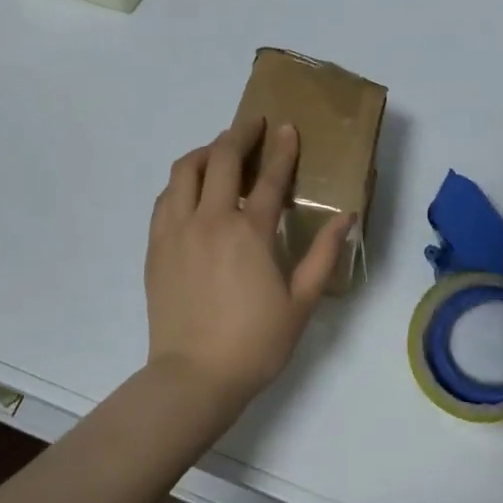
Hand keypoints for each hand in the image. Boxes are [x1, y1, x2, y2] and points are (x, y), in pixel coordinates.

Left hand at [145, 116, 354, 412]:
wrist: (194, 377)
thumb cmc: (256, 342)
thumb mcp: (301, 302)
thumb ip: (323, 254)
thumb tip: (347, 217)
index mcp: (250, 232)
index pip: (269, 178)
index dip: (281, 149)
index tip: (287, 127)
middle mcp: (210, 220)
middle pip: (221, 159)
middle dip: (239, 134)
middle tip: (253, 125)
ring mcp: (177, 231)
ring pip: (184, 171)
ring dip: (204, 152)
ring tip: (219, 152)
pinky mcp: (156, 246)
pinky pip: (165, 198)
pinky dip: (181, 183)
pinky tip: (192, 190)